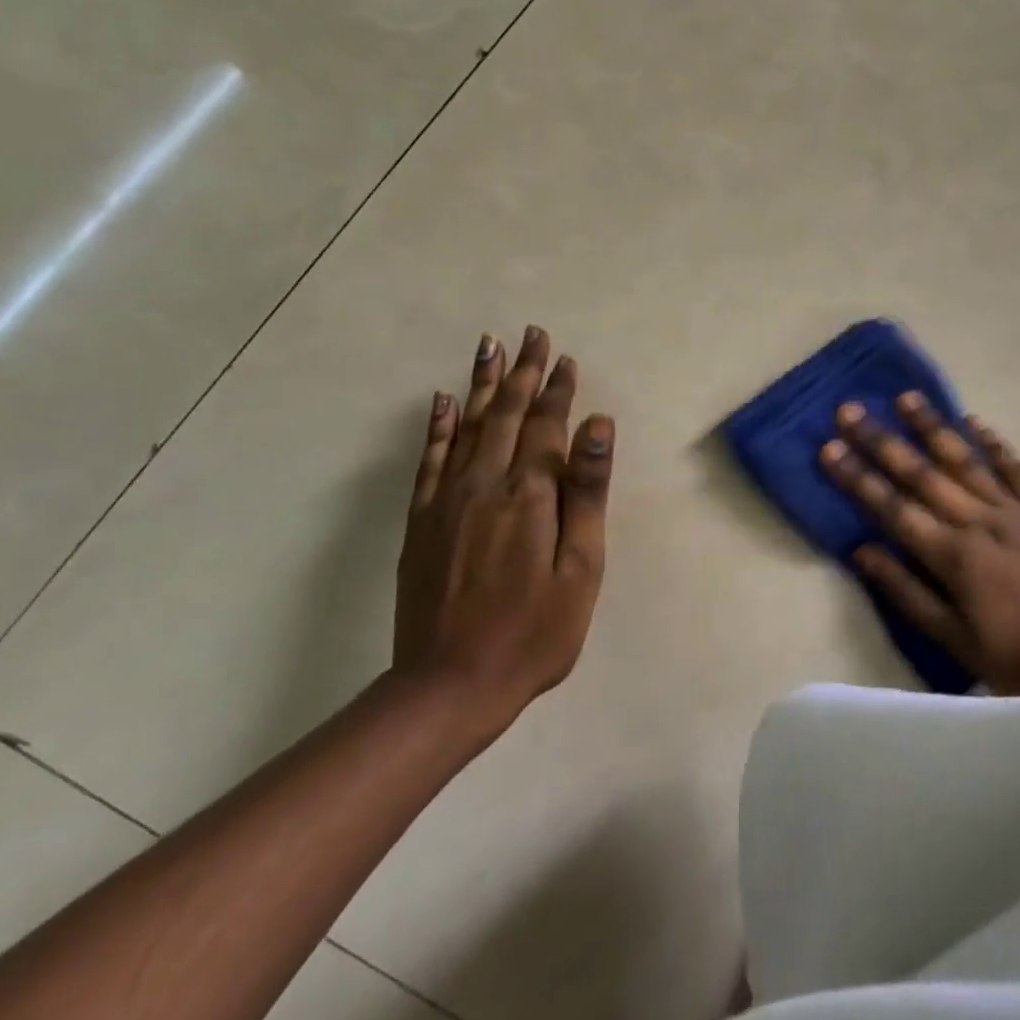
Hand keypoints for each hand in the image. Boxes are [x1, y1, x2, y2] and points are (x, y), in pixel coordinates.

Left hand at [395, 326, 613, 724]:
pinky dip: (437, 425)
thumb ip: (587, 492)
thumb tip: (598, 425)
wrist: (451, 685)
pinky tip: (441, 400)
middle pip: (505, 413)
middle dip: (522, 371)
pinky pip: (429, 458)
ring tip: (489, 345)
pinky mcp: (422, 520)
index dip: (557, 390)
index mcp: (529, 494)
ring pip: (466, 425)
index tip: (564, 359)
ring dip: (481, 383)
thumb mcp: (581, 568)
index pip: (546, 426)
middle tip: (531, 334)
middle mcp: (485, 483)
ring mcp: (447, 499)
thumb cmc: (534, 631)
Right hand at [821, 394, 1019, 696]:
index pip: (893, 508)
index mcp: (954, 556)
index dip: (858, 477)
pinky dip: (996, 445)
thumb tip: (861, 550)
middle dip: (883, 441)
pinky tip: (975, 422)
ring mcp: (1017, 513)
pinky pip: (1018, 471)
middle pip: (923, 474)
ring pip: (967, 460)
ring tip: (906, 397)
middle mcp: (981, 523)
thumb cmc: (1014, 660)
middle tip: (851, 409)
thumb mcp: (952, 638)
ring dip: (934, 427)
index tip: (829, 447)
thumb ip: (906, 591)